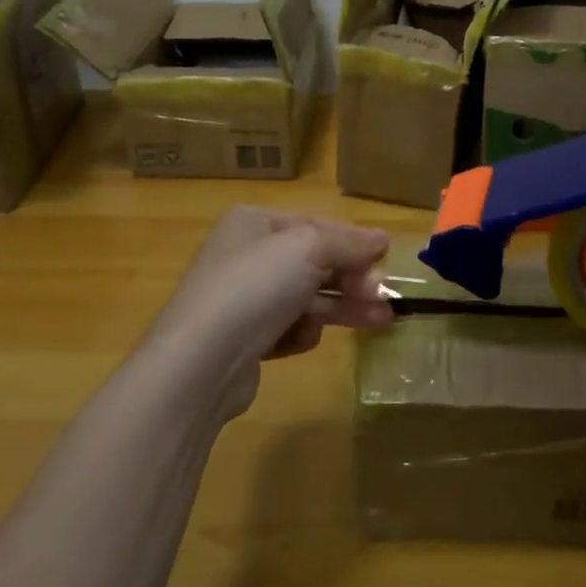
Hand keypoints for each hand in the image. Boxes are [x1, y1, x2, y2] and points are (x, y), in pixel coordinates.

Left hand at [145, 207, 392, 419]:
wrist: (199, 363)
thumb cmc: (254, 287)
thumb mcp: (309, 248)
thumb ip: (349, 242)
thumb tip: (383, 238)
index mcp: (254, 223)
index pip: (316, 225)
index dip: (353, 241)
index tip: (386, 258)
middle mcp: (246, 255)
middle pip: (313, 262)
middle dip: (351, 279)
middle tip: (384, 295)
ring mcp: (242, 299)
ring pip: (306, 297)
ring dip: (342, 307)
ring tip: (381, 321)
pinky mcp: (243, 340)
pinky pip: (286, 328)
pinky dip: (300, 333)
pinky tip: (302, 340)